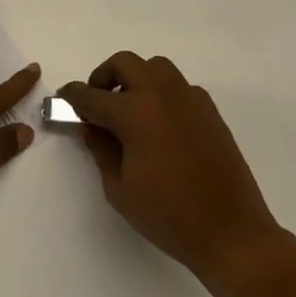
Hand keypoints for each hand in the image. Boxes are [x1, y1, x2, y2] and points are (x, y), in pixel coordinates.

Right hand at [59, 52, 286, 296]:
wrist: (232, 233)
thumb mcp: (119, 189)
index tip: (63, 99)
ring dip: (136, 78)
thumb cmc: (168, 216)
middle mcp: (161, 95)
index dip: (72, 96)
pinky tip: (161, 123)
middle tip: (98, 101)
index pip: (91, 95)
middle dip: (104, 77)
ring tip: (130, 108)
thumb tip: (91, 126)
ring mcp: (189, 100)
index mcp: (134, 113)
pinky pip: (179, 86)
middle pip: (125, 63)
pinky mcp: (210, 111)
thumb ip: (101, 149)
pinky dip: (163, 93)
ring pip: (155, 67)